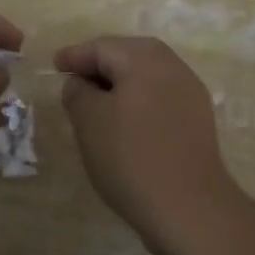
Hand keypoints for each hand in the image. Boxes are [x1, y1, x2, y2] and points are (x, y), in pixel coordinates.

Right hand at [54, 35, 239, 253]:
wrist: (190, 207)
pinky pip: (161, 95)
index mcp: (142, 57)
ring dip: (121, 83)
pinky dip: (140, 99)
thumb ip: (78, 92)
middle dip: (100, 65)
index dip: (75, 56)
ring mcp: (189, 90)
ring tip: (98, 102)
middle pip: (127, 55)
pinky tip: (127, 121)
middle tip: (75, 80)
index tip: (55, 64)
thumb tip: (80, 82)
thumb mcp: (89, 122)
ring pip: (146, 75)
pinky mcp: (198, 116)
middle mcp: (170, 64)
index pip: (101, 47)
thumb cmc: (131, 157)